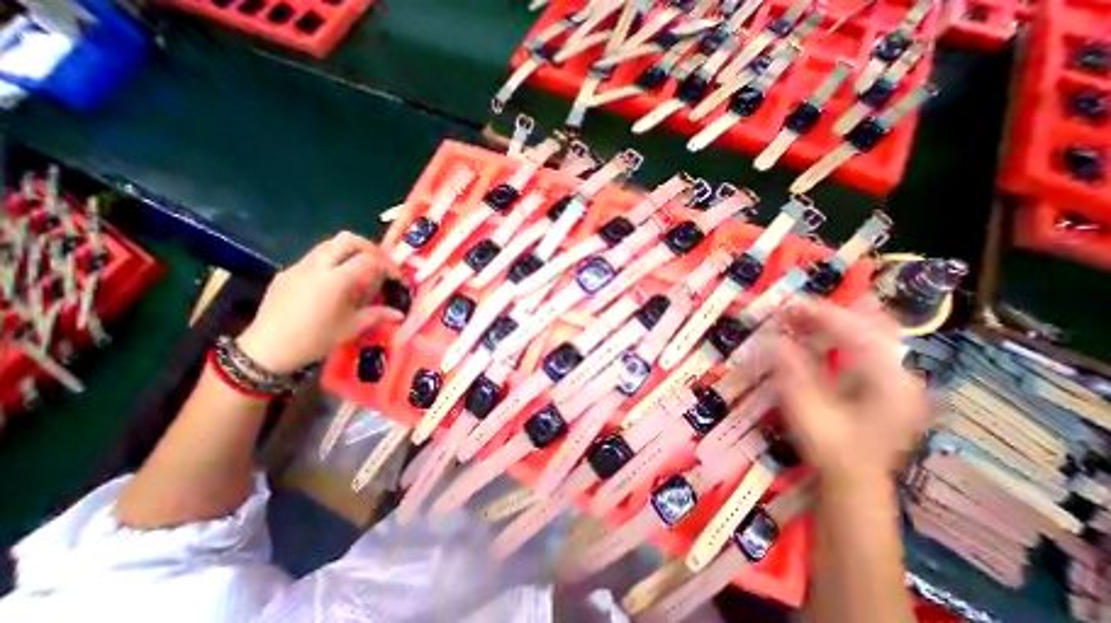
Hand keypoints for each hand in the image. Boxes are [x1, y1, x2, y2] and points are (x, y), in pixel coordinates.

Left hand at [237, 228, 406, 371]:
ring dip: (350, 252)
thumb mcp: (351, 328)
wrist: (265, 349)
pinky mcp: (287, 272)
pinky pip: (314, 257)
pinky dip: (332, 261)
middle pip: (348, 240)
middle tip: (379, 264)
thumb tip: (399, 313)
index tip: (396, 278)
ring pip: (329, 244)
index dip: (387, 266)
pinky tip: (335, 283)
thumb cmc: (314, 340)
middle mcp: (316, 267)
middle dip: (369, 248)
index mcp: (335, 281)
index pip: (368, 260)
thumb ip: (377, 315)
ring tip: (360, 271)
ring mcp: (299, 267)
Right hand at [775, 297, 931, 486]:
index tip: (792, 303)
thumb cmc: (829, 447)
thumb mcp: (805, 409)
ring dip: (836, 320)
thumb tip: (775, 338)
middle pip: (875, 326)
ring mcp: (898, 378)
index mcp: (888, 384)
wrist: (854, 479)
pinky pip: (866, 346)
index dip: (823, 314)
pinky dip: (841, 334)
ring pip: (873, 333)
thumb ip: (793, 371)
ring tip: (801, 316)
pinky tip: (817, 333)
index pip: (858, 334)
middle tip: (796, 308)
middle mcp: (901, 375)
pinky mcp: (887, 381)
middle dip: (834, 312)